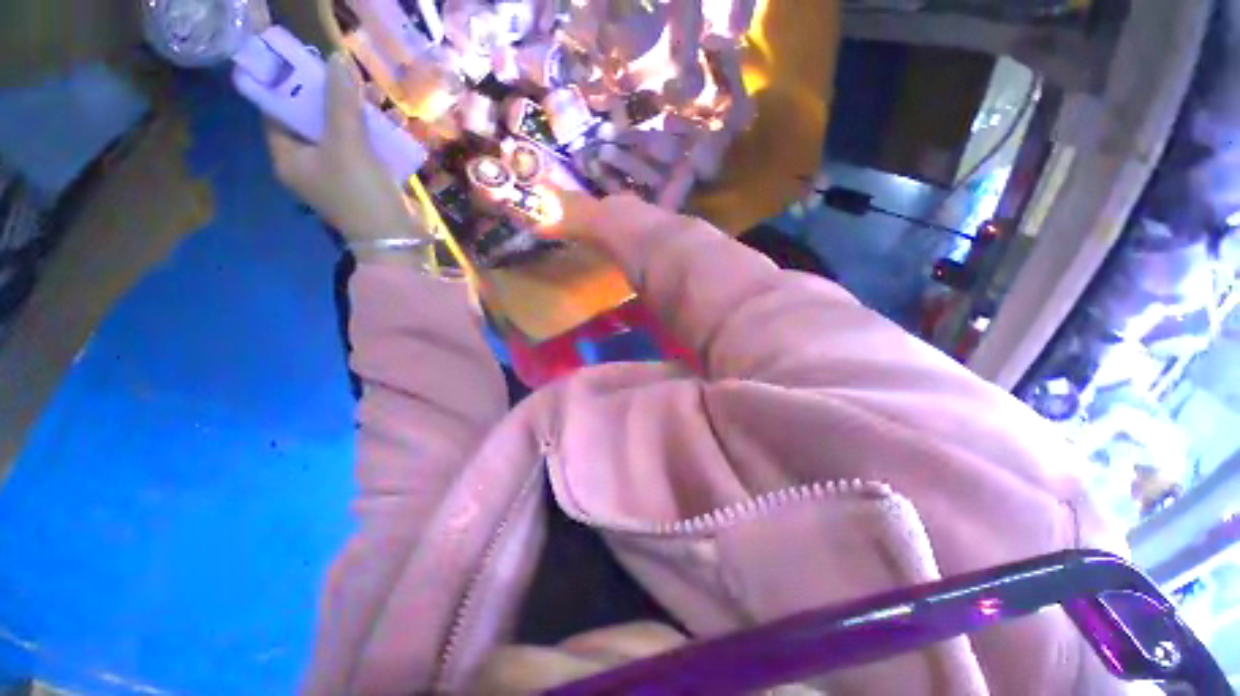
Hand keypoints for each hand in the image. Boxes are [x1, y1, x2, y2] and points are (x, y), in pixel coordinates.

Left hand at [266, 52, 426, 245]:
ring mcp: (340, 174)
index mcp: (290, 157)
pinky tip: (396, 123)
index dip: (291, 85)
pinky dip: (380, 135)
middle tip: (352, 78)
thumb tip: (337, 59)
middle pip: (315, 119)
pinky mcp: (367, 182)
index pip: (278, 112)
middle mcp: (310, 164)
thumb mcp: (348, 144)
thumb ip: (341, 102)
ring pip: (346, 133)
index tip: (311, 65)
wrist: (398, 240)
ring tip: (379, 96)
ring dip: (362, 115)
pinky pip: (368, 149)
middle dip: (334, 97)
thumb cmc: (362, 194)